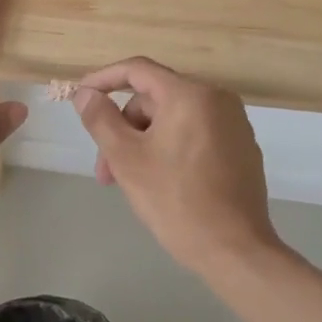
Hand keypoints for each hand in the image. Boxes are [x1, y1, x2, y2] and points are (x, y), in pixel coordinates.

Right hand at [70, 57, 279, 276]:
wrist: (234, 250)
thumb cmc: (175, 199)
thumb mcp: (126, 158)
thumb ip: (100, 119)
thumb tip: (85, 94)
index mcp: (190, 94)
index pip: (137, 70)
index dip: (103, 79)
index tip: (80, 96)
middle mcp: (217, 99)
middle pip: (154, 99)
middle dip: (123, 128)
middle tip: (105, 169)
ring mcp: (233, 124)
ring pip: (172, 119)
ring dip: (142, 142)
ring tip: (126, 182)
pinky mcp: (240, 148)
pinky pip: (193, 134)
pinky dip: (168, 148)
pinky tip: (158, 181)